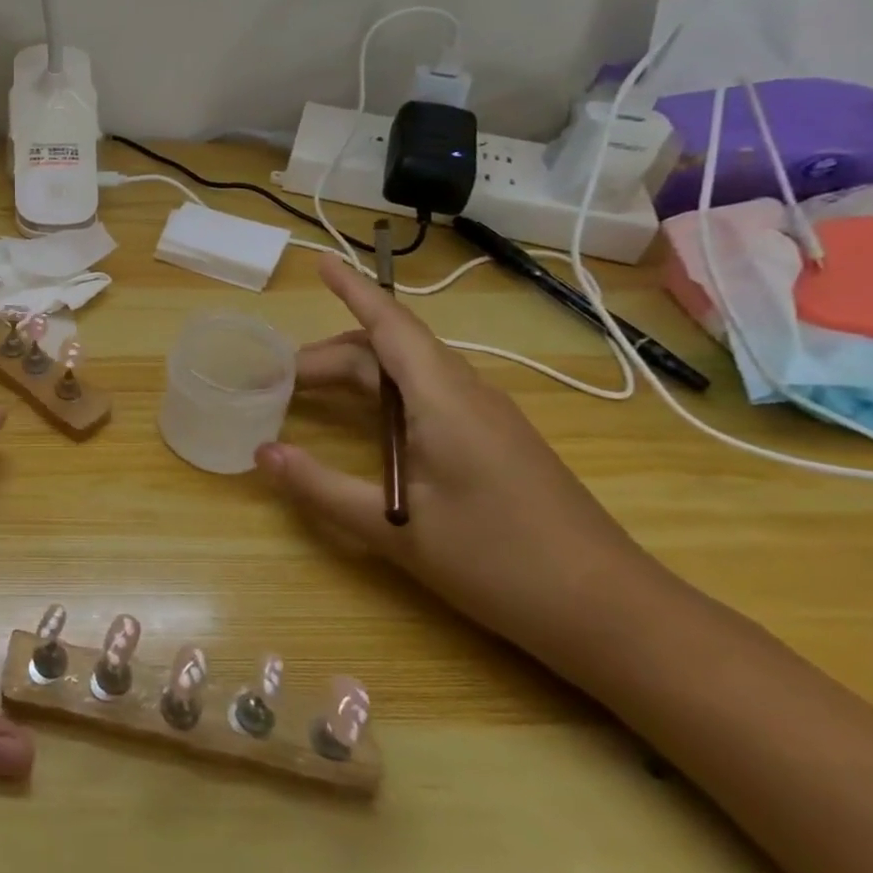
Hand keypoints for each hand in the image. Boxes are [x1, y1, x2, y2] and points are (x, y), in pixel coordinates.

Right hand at [257, 256, 666, 665]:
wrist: (610, 611)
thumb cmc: (499, 561)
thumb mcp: (395, 529)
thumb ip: (321, 487)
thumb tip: (262, 452)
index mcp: (443, 399)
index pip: (389, 325)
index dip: (352, 290)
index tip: (319, 261)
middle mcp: (466, 393)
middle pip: (389, 350)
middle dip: (331, 355)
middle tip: (279, 379)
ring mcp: (486, 416)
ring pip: (410, 372)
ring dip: (358, 373)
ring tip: (311, 395)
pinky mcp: (495, 440)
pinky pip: (429, 395)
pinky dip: (385, 396)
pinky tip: (368, 427)